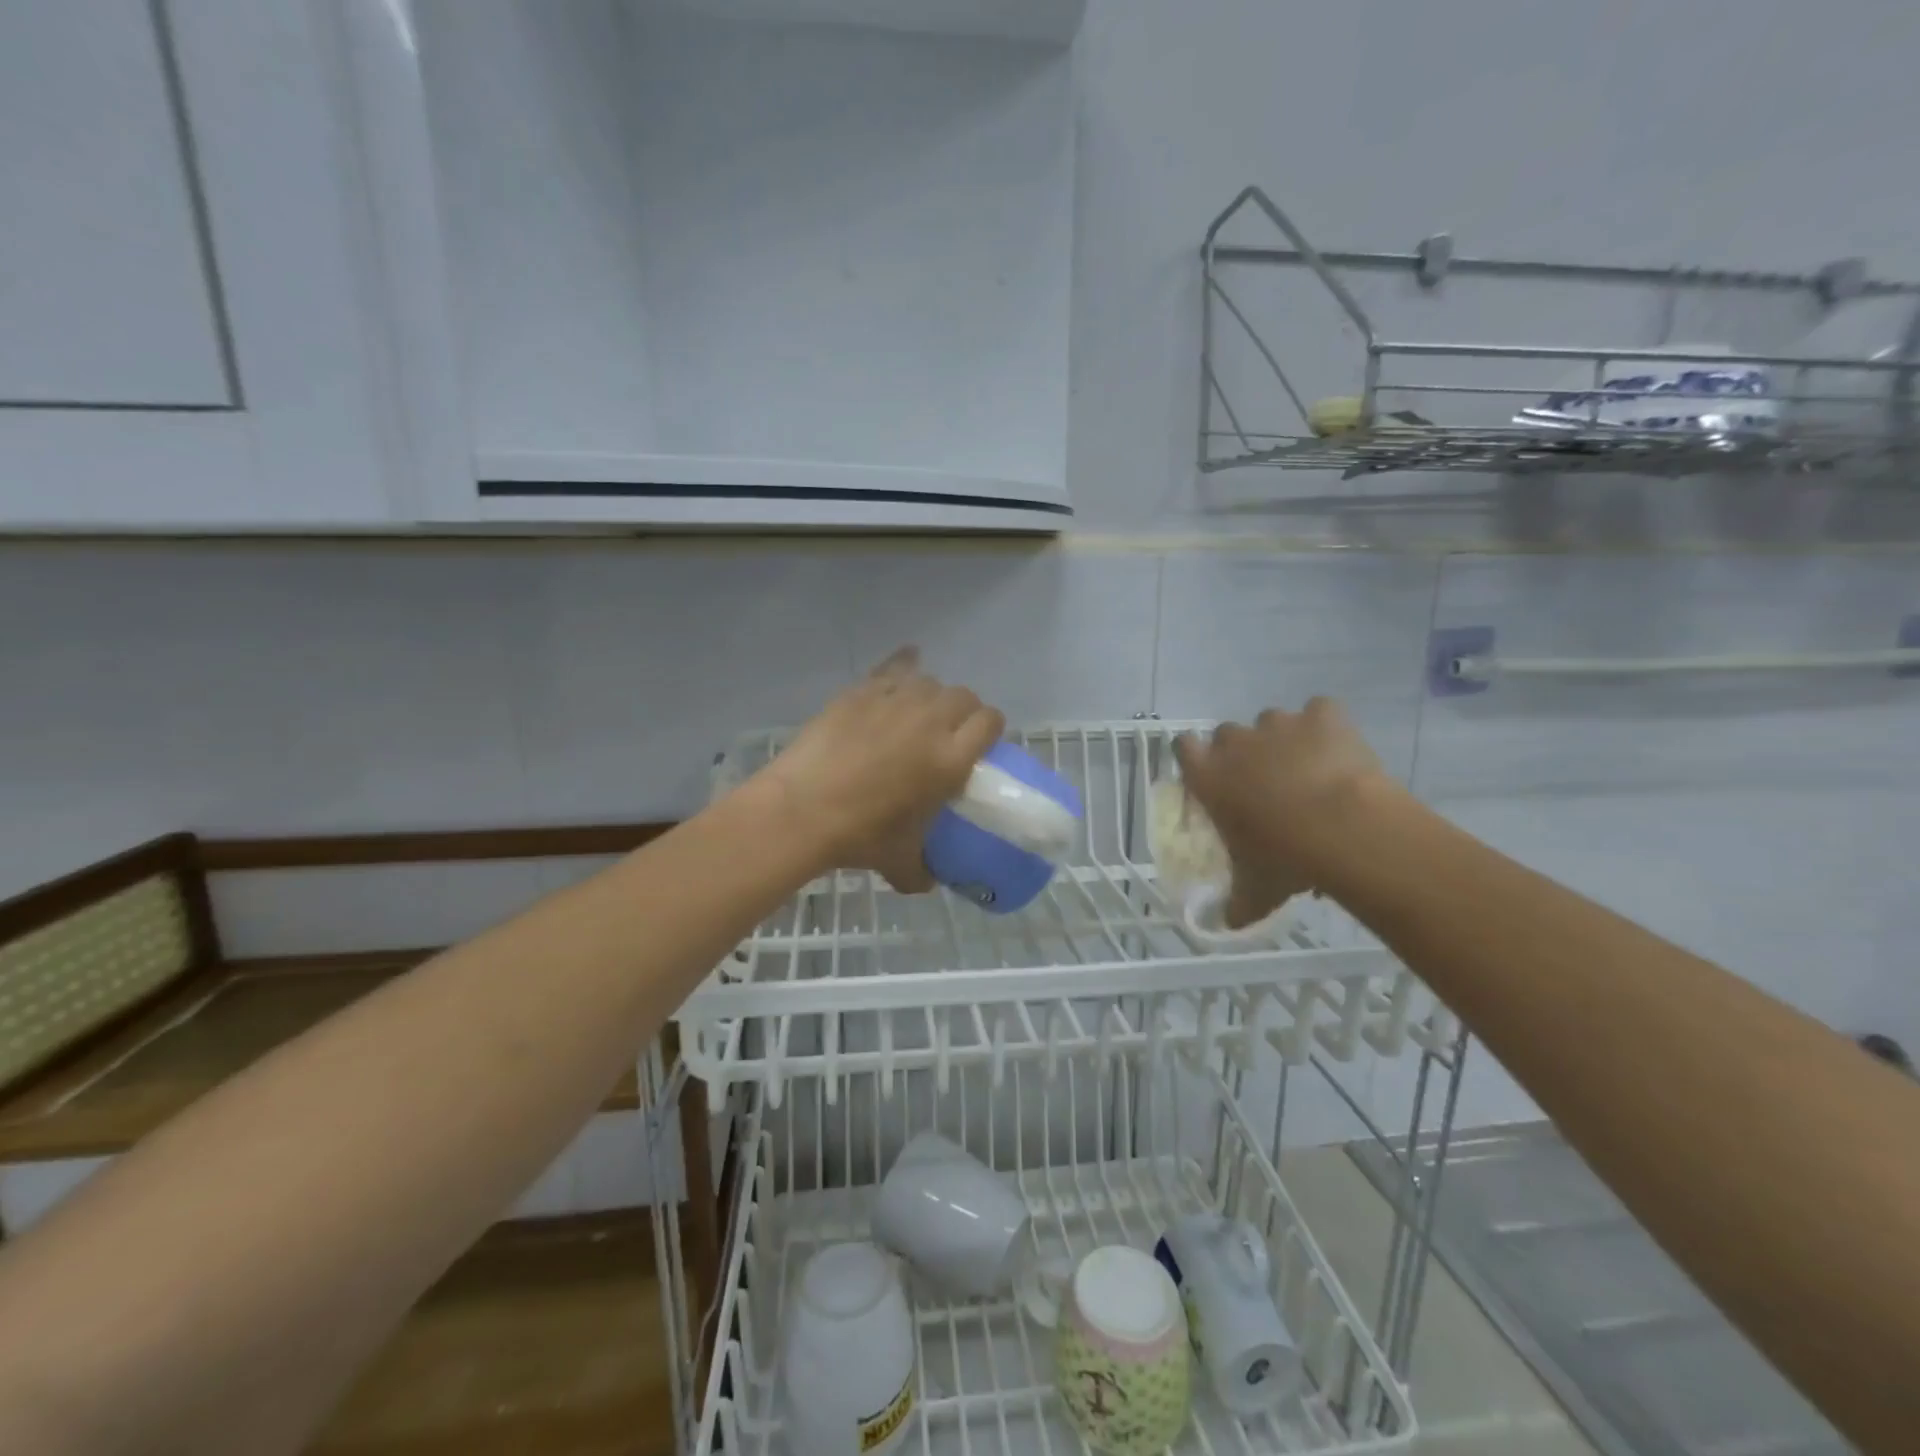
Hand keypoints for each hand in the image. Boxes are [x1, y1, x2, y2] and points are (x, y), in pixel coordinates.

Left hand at [755, 648, 1003, 888]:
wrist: (801, 810)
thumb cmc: (859, 836)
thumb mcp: (901, 863)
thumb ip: (923, 870)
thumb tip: (926, 881)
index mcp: (950, 759)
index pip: (990, 722)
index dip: (989, 728)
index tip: (980, 742)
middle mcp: (930, 721)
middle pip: (964, 696)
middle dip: (963, 711)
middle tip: (947, 733)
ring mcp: (894, 702)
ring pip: (929, 681)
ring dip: (931, 695)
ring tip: (916, 713)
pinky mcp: (861, 692)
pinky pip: (892, 668)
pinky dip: (901, 667)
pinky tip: (901, 669)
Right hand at [1173, 698, 1387, 927]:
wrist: (1347, 830)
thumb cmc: (1286, 858)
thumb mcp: (1256, 888)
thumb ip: (1238, 903)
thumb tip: (1228, 926)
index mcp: (1209, 776)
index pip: (1183, 747)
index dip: (1196, 757)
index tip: (1212, 776)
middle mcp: (1237, 742)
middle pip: (1227, 734)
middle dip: (1243, 753)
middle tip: (1264, 784)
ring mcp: (1280, 723)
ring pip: (1273, 722)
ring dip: (1284, 741)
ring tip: (1308, 772)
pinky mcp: (1323, 715)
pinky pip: (1320, 712)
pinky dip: (1327, 728)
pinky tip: (1339, 753)